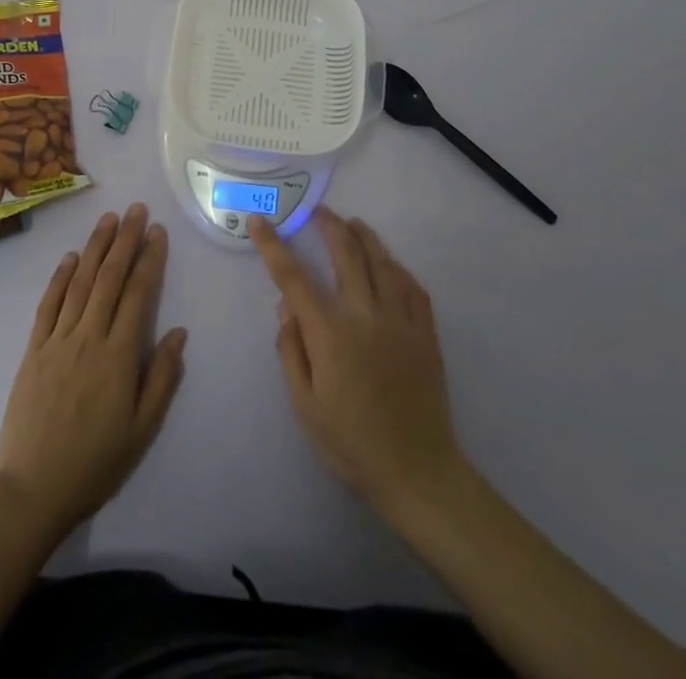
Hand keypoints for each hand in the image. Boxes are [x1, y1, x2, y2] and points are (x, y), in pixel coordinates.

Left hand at [0, 204, 187, 540]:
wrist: (31, 490)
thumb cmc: (94, 464)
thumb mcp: (141, 431)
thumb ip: (161, 378)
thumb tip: (178, 332)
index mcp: (118, 356)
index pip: (138, 294)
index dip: (149, 259)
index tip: (157, 231)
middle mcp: (89, 337)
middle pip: (110, 277)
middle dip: (125, 240)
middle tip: (136, 209)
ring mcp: (58, 340)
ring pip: (81, 282)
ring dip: (96, 247)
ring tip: (108, 219)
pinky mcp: (34, 349)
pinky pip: (49, 304)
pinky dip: (61, 277)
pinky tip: (71, 257)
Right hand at [252, 206, 463, 516]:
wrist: (418, 473)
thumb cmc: (352, 444)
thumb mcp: (305, 406)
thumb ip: (291, 350)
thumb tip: (286, 307)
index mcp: (330, 333)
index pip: (293, 278)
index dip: (273, 246)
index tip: (260, 222)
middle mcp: (365, 315)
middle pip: (345, 253)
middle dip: (327, 225)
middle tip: (316, 210)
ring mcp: (400, 320)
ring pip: (381, 261)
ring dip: (364, 236)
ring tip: (352, 223)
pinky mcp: (425, 333)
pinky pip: (412, 286)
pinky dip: (397, 267)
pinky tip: (389, 263)